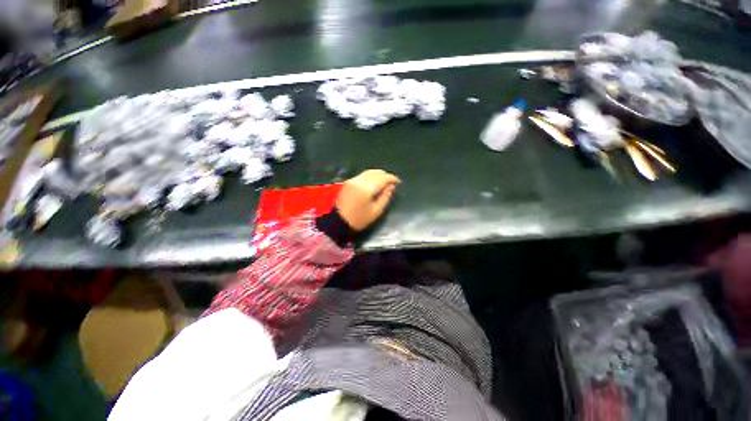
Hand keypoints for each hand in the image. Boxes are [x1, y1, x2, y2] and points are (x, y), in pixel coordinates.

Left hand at [336, 169, 400, 230]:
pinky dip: (371, 176)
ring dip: (378, 175)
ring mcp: (353, 180)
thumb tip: (391, 186)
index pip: (383, 178)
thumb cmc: (359, 219)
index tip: (398, 182)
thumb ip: (385, 197)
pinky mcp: (349, 182)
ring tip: (385, 182)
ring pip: (369, 172)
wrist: (338, 222)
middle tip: (392, 182)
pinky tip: (374, 182)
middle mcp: (359, 180)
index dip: (392, 179)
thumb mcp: (376, 211)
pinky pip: (363, 175)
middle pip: (376, 172)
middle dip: (386, 175)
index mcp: (367, 188)